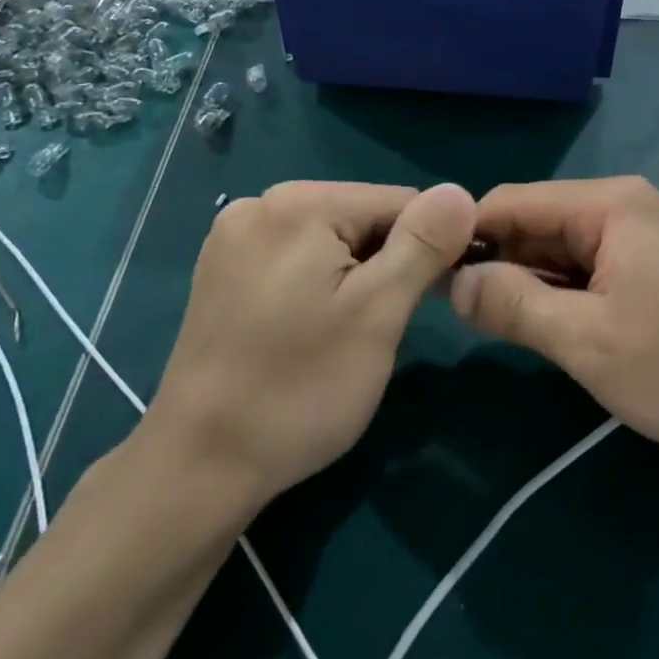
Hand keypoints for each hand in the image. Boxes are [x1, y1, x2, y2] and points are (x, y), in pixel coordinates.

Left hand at [137, 180, 474, 512]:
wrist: (199, 466)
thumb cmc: (300, 389)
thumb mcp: (378, 314)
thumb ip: (424, 244)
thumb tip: (460, 192)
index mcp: (300, 203)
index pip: (400, 201)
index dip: (431, 247)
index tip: (436, 300)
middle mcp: (260, 203)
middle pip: (363, 216)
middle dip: (388, 262)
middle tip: (382, 327)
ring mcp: (234, 236)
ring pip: (332, 239)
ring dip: (357, 275)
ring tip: (347, 333)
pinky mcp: (222, 269)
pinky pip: (297, 257)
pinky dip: (321, 284)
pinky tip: (311, 328)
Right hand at [450, 177, 658, 465]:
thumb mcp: (587, 340)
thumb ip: (513, 304)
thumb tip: (451, 283)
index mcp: (609, 204)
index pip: (513, 202)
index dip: (465, 234)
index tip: (426, 275)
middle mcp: (624, 206)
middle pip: (535, 223)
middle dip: (494, 261)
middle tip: (451, 310)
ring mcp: (640, 237)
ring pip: (558, 249)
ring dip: (524, 281)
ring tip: (484, 320)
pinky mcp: (649, 268)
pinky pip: (586, 269)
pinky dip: (557, 293)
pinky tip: (536, 323)